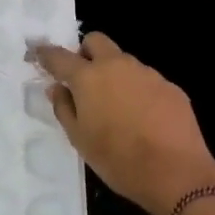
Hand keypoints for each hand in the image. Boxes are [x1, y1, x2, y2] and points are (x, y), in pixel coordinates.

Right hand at [30, 33, 214, 214]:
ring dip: (114, 74)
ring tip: (117, 107)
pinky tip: (143, 118)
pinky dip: (138, 91)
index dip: (46, 54)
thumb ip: (64, 108)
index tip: (39, 54)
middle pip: (96, 41)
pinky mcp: (170, 86)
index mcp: (89, 77)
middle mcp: (117, 66)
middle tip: (84, 80)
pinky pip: (146, 80)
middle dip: (85, 53)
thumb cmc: (118, 159)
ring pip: (123, 61)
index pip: (60, 56)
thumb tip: (57, 88)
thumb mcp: (80, 139)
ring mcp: (147, 73)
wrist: (176, 173)